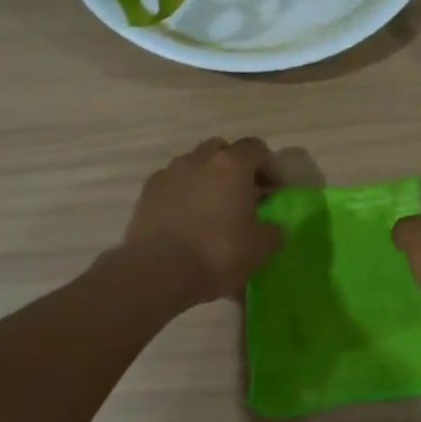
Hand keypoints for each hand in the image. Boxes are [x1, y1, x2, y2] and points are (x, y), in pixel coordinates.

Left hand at [119, 138, 281, 304]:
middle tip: (242, 195)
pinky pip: (171, 183)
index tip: (273, 191)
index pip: (256, 148)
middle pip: (221, 150)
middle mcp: (198, 160)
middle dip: (234, 168)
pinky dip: (182, 194)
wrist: (158, 273)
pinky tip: (185, 220)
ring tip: (211, 209)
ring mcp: (168, 174)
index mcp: (231, 166)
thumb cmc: (218, 255)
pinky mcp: (146, 193)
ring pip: (193, 165)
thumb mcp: (260, 249)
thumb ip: (272, 231)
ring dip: (206, 179)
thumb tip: (272, 228)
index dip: (269, 166)